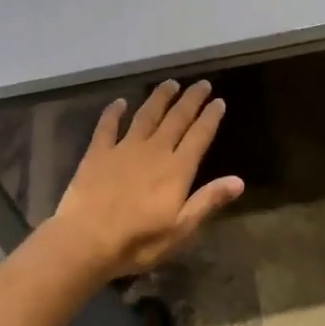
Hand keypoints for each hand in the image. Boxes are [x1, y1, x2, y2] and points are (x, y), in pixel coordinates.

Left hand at [51, 79, 244, 279]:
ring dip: (159, 98)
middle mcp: (154, 151)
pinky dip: (114, 112)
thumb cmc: (138, 241)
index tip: (219, 101)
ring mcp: (124, 149)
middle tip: (202, 83)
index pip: (199, 136)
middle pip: (176, 119)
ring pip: (146, 115)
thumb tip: (239, 181)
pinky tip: (120, 102)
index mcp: (177, 169)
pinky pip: (107, 126)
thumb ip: (208, 201)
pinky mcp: (98, 153)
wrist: (85, 240)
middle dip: (191, 100)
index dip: (210, 117)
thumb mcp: (181, 229)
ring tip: (170, 84)